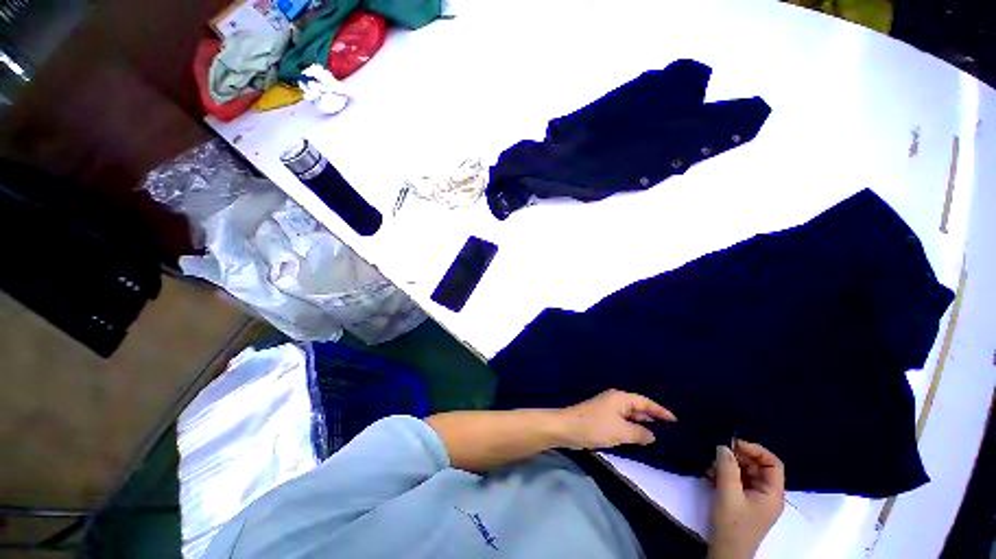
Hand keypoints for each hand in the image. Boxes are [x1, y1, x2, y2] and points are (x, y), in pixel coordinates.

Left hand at [555, 389, 676, 449]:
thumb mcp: (621, 432)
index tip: (675, 420)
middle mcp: (615, 400)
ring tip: (660, 435)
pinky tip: (639, 438)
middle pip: (638, 407)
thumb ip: (639, 433)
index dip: (660, 411)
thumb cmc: (595, 426)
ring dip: (643, 424)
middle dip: (653, 417)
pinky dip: (633, 428)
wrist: (567, 428)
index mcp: (620, 398)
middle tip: (670, 429)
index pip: (645, 402)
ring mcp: (608, 409)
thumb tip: (652, 435)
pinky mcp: (603, 419)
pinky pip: (623, 422)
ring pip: (630, 416)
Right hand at [707, 441, 784, 558]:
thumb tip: (723, 445)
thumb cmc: (732, 524)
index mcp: (772, 493)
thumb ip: (727, 468)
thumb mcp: (728, 494)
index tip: (733, 444)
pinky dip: (724, 475)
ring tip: (710, 466)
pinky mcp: (742, 501)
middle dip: (737, 457)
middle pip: (757, 466)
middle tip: (717, 453)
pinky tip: (709, 475)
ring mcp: (754, 498)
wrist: (725, 552)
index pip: (773, 463)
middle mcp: (767, 494)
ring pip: (744, 472)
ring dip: (727, 466)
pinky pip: (736, 481)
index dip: (755, 450)